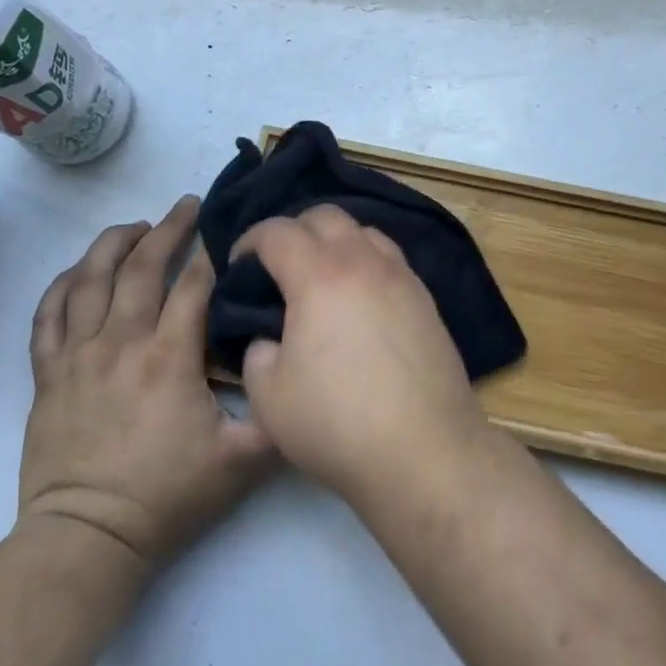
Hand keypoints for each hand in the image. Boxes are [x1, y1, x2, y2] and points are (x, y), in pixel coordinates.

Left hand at [18, 196, 272, 568]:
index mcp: (168, 357)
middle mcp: (121, 342)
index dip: (212, 252)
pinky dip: (63, 285)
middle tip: (186, 205)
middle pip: (141, 266)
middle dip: (167, 229)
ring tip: (135, 226)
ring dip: (113, 243)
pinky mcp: (48, 374)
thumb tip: (300, 372)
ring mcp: (78, 355)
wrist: (87, 539)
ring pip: (89, 279)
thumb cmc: (166, 496)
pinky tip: (79, 271)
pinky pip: (48, 315)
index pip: (193, 284)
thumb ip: (278, 415)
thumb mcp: (241, 462)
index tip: (226, 232)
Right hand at [234, 205, 490, 504]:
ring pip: (364, 231)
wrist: (424, 450)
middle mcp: (364, 262)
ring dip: (336, 241)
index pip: (278, 232)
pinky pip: (390, 258)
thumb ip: (258, 353)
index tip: (239, 264)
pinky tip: (360, 297)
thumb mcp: (269, 397)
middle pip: (326, 216)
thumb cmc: (337, 423)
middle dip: (294, 229)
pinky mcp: (426, 298)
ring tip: (322, 276)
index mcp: (319, 276)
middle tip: (279, 264)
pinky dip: (366, 261)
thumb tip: (271, 339)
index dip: (250, 240)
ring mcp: (402, 276)